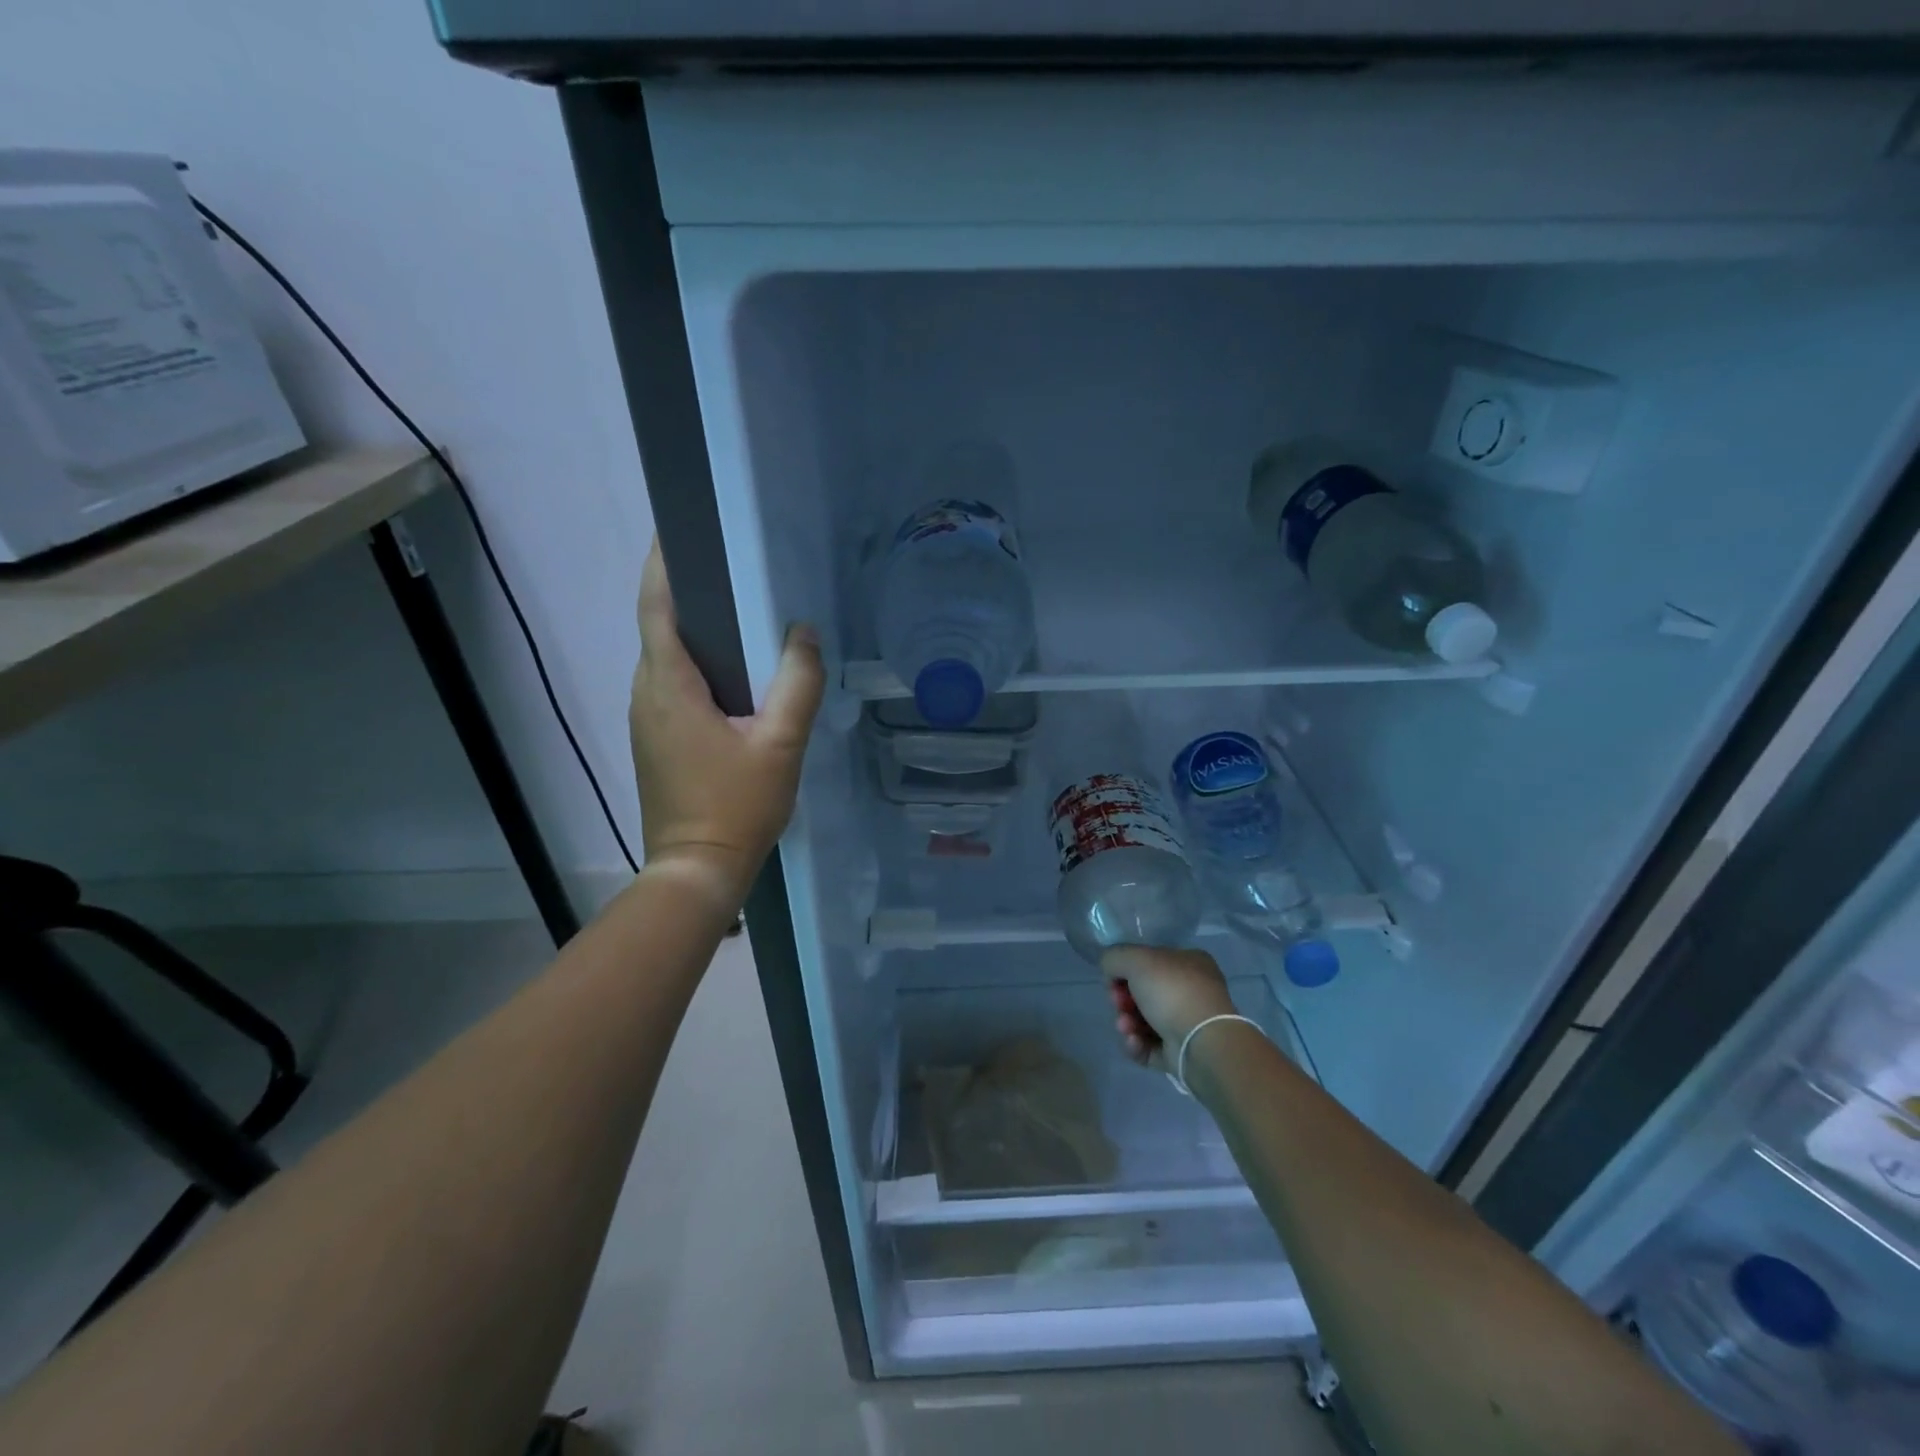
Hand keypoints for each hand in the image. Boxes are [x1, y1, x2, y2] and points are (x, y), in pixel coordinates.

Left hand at [630, 541, 824, 906]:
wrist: (696, 870)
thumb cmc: (737, 806)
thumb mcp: (781, 744)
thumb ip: (797, 683)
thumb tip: (803, 632)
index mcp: (669, 685)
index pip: (656, 606)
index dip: (662, 564)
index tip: (679, 528)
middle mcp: (645, 693)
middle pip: (659, 627)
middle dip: (686, 592)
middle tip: (732, 567)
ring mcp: (645, 719)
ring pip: (665, 658)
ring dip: (693, 630)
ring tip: (739, 613)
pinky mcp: (654, 740)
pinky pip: (671, 685)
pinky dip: (695, 665)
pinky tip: (733, 674)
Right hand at [1101, 946, 1237, 1072]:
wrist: (1202, 1044)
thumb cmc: (1172, 991)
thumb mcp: (1136, 958)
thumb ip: (1115, 957)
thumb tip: (1110, 970)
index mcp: (1189, 962)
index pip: (1150, 962)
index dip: (1126, 969)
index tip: (1113, 979)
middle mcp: (1191, 991)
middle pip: (1143, 993)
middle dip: (1123, 1000)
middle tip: (1118, 1004)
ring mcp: (1187, 1024)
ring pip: (1144, 1020)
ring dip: (1126, 1022)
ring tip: (1125, 1027)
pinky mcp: (1180, 1053)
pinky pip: (1149, 1046)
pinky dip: (1136, 1044)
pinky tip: (1133, 1041)